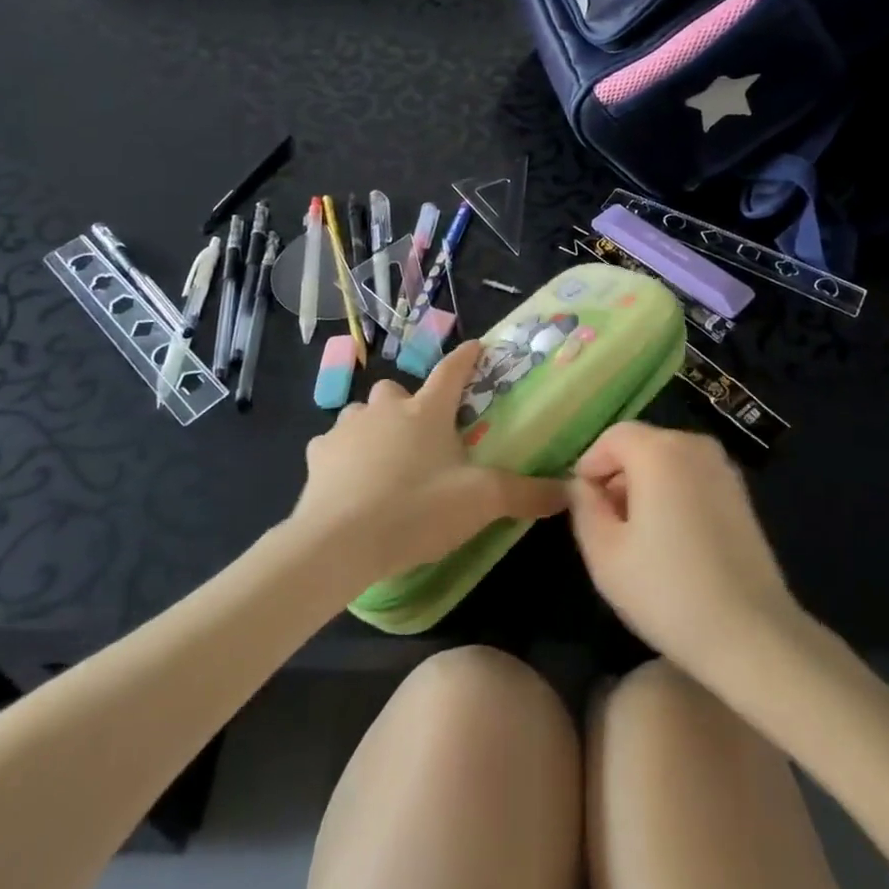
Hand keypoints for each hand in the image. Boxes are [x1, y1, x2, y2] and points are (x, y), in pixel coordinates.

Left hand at [289, 340, 568, 586]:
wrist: (340, 542)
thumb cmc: (416, 509)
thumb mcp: (481, 503)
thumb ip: (526, 494)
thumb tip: (569, 490)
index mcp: (427, 410)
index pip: (452, 370)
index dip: (466, 357)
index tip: (475, 346)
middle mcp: (386, 408)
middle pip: (398, 390)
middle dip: (408, 404)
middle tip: (420, 434)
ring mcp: (348, 428)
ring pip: (362, 414)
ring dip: (373, 427)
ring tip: (384, 458)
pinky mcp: (319, 455)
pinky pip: (332, 444)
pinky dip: (342, 455)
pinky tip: (349, 480)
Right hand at [570, 422, 800, 674]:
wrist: (752, 635)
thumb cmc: (668, 591)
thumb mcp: (604, 553)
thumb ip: (584, 507)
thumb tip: (582, 486)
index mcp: (659, 450)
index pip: (613, 437)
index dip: (590, 465)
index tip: (582, 504)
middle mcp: (694, 445)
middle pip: (642, 445)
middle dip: (618, 476)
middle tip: (605, 524)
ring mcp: (723, 468)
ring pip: (668, 462)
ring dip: (646, 486)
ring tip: (637, 537)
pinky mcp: (741, 494)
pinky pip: (692, 479)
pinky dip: (674, 495)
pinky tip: (671, 542)